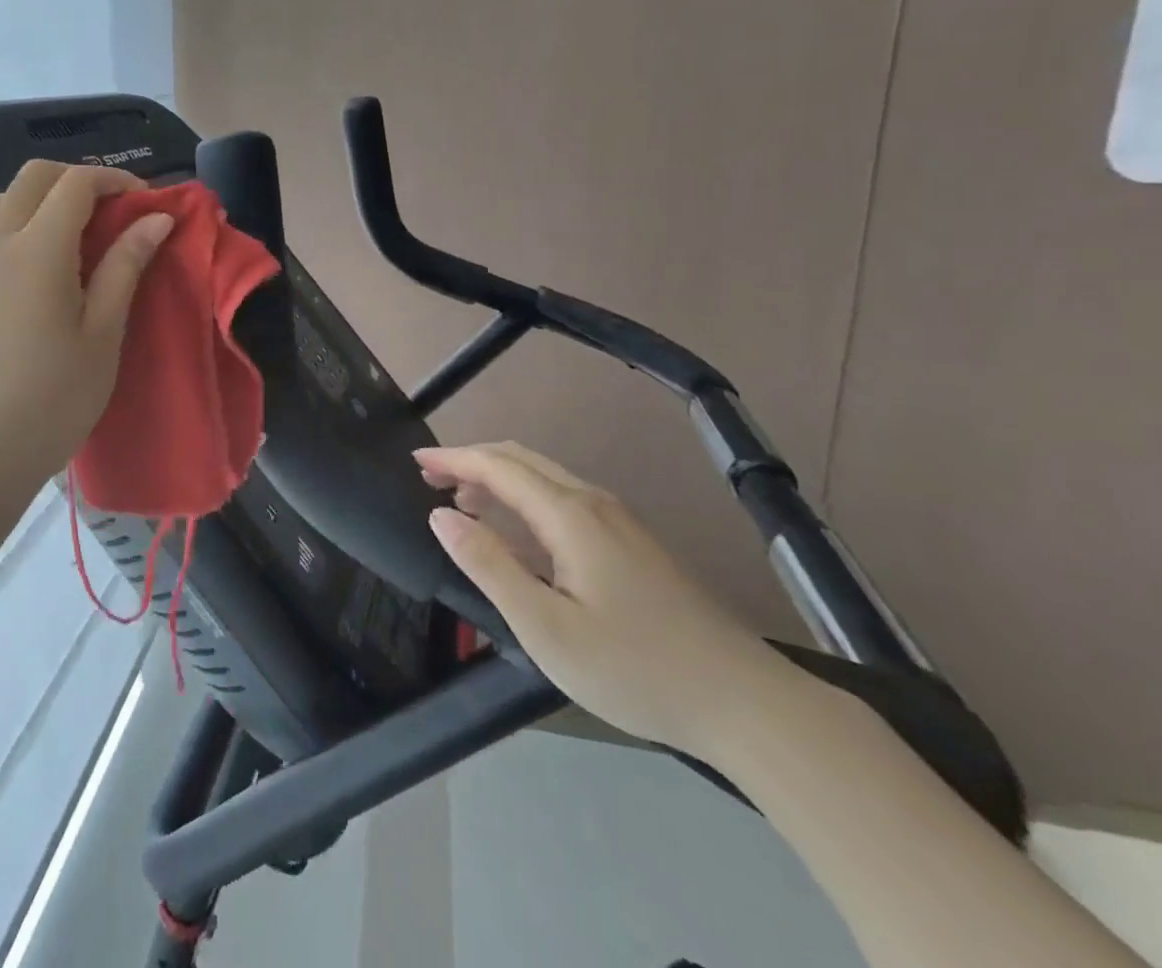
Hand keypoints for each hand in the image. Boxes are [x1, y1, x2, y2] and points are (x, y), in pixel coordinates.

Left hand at [0, 161, 174, 494]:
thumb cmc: (57, 394)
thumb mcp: (104, 330)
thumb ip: (126, 264)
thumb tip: (156, 219)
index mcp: (38, 248)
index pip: (76, 183)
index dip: (117, 181)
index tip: (149, 205)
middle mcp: (1, 241)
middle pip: (36, 176)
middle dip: (80, 179)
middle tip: (118, 212)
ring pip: (9, 196)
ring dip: (49, 196)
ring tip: (86, 233)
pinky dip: (27, 218)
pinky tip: (53, 260)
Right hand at [420, 441, 804, 758]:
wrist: (747, 704)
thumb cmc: (635, 668)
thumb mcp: (546, 626)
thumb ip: (489, 565)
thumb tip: (441, 516)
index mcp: (569, 515)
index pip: (497, 466)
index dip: (453, 458)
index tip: (415, 459)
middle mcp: (593, 504)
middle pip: (521, 461)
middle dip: (471, 461)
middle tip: (430, 477)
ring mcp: (618, 523)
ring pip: (544, 480)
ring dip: (497, 481)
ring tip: (461, 504)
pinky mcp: (632, 545)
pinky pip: (564, 502)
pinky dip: (524, 502)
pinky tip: (516, 537)